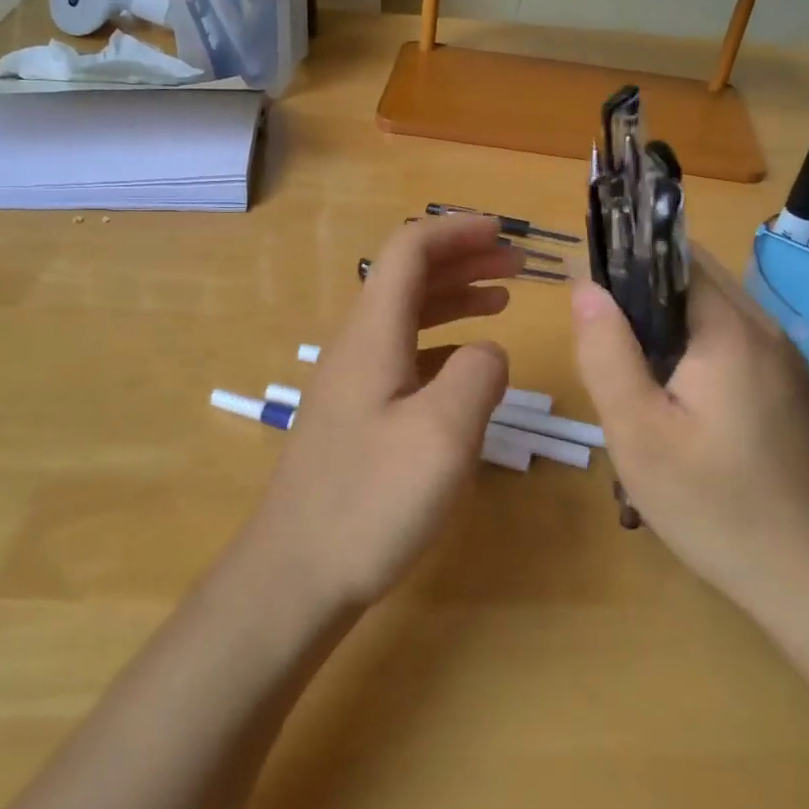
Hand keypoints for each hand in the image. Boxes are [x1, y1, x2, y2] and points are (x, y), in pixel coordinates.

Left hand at [245, 215, 517, 610]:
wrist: (294, 576)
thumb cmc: (369, 502)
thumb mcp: (442, 436)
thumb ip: (478, 377)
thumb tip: (489, 351)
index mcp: (373, 334)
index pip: (409, 251)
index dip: (456, 232)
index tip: (502, 233)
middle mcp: (357, 345)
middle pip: (407, 277)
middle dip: (462, 259)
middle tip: (515, 264)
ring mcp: (352, 380)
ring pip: (406, 314)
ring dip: (454, 297)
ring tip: (501, 300)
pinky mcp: (356, 414)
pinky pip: (404, 353)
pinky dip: (442, 341)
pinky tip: (468, 364)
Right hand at [570, 247, 808, 616]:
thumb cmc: (715, 505)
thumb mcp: (639, 432)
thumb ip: (606, 352)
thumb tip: (584, 286)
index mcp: (730, 329)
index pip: (674, 257)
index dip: (625, 259)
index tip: (585, 288)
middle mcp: (765, 329)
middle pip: (695, 278)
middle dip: (642, 290)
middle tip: (600, 337)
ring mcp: (783, 360)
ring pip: (713, 310)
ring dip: (666, 320)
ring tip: (627, 364)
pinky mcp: (788, 389)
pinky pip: (732, 341)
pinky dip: (694, 346)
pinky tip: (672, 393)